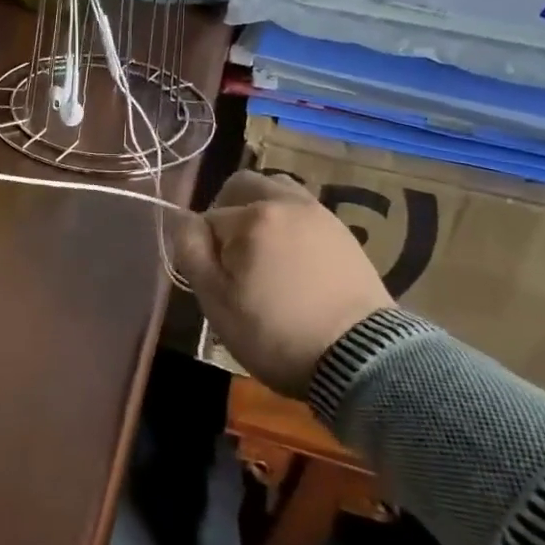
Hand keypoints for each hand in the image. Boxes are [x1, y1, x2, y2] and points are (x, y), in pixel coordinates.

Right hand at [171, 170, 392, 397]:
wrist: (361, 359)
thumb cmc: (275, 332)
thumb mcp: (216, 300)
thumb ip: (191, 251)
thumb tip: (183, 220)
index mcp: (252, 217)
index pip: (207, 218)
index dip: (203, 248)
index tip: (213, 279)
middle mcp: (286, 203)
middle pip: (243, 186)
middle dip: (227, 211)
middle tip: (230, 252)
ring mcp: (320, 215)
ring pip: (277, 191)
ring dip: (260, 210)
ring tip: (262, 251)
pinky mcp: (344, 233)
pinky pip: (304, 212)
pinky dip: (289, 224)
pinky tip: (292, 261)